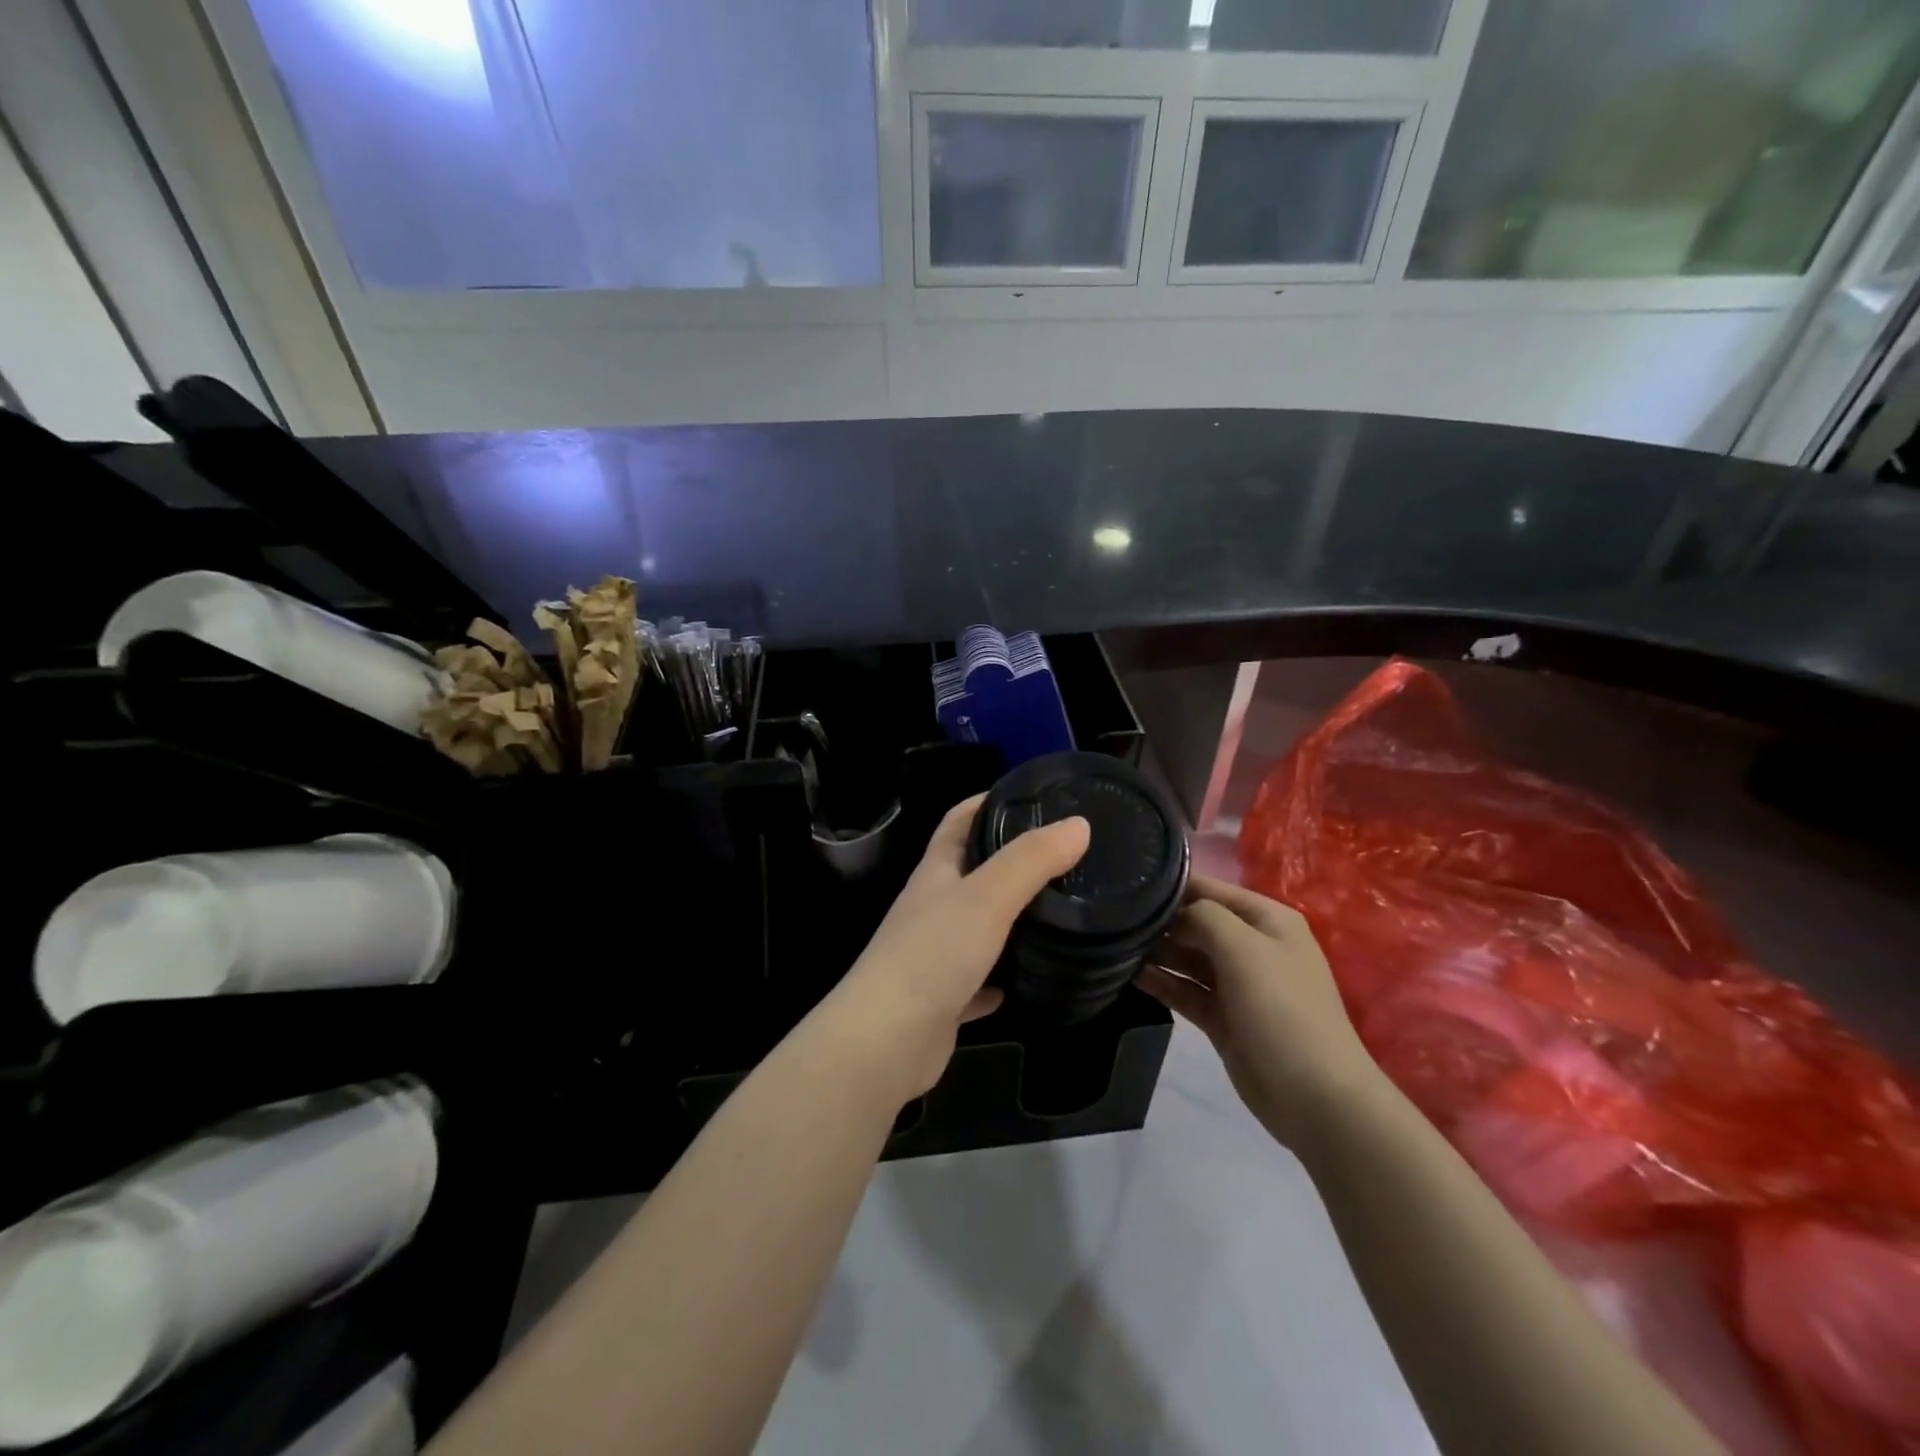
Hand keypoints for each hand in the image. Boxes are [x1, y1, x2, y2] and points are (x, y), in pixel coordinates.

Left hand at [822, 794, 1089, 1100]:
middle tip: (1061, 858)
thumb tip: (1079, 824)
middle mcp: (931, 908)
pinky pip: (976, 983)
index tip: (1029, 796)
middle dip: (1008, 861)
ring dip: (1007, 921)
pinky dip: (998, 979)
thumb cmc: (933, 954)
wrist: (886, 1040)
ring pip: (975, 928)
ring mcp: (933, 955)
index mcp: (935, 873)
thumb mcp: (987, 897)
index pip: (958, 821)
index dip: (986, 802)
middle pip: (970, 873)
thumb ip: (1032, 860)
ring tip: (1056, 914)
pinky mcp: (941, 1000)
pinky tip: (1025, 982)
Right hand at [1139, 876, 1380, 1147]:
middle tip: (1114, 920)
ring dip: (1157, 952)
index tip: (1129, 884)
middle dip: (1161, 920)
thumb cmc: (1282, 1010)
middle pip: (1196, 922)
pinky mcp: (1223, 1018)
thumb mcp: (1244, 948)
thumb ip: (1204, 916)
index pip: (1211, 889)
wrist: (1316, 1098)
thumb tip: (1175, 914)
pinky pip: (1186, 991)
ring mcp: (1238, 984)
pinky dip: (1162, 982)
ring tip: (1115, 946)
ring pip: (1188, 958)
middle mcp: (1252, 946)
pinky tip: (1130, 975)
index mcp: (1267, 920)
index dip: (1173, 885)